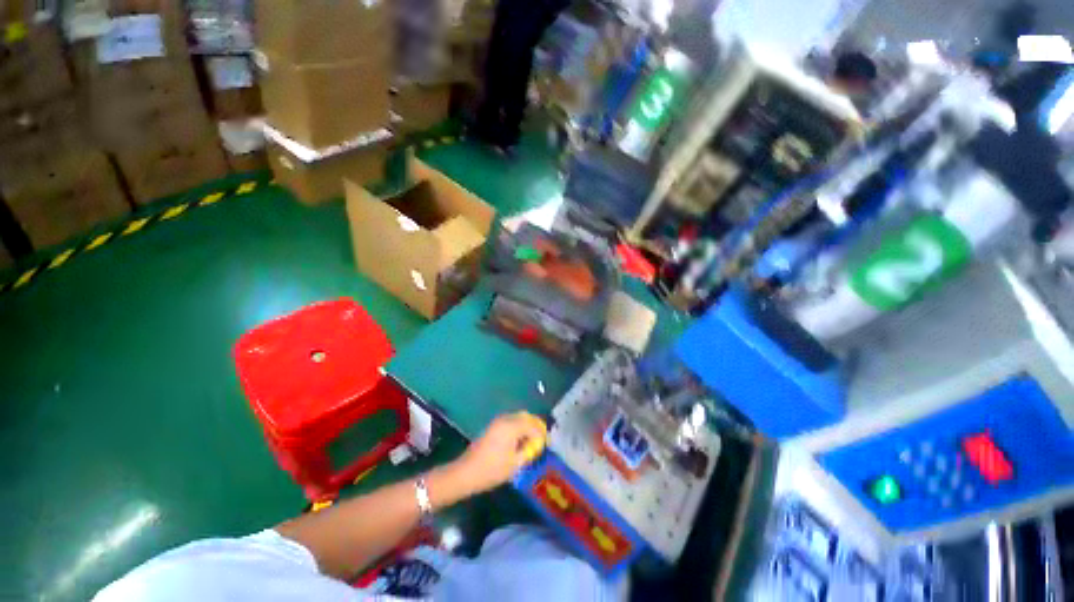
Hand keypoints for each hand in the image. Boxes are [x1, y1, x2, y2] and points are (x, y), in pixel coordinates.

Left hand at [451, 412, 547, 494]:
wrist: (467, 472)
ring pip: (517, 418)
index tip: (547, 444)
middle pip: (525, 417)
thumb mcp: (515, 464)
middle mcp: (505, 419)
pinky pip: (510, 422)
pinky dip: (518, 428)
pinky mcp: (492, 426)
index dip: (541, 434)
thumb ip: (529, 451)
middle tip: (540, 440)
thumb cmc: (492, 469)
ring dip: (526, 427)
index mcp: (512, 426)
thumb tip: (536, 445)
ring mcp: (497, 421)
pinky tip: (519, 441)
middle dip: (534, 427)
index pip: (533, 425)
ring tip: (531, 441)